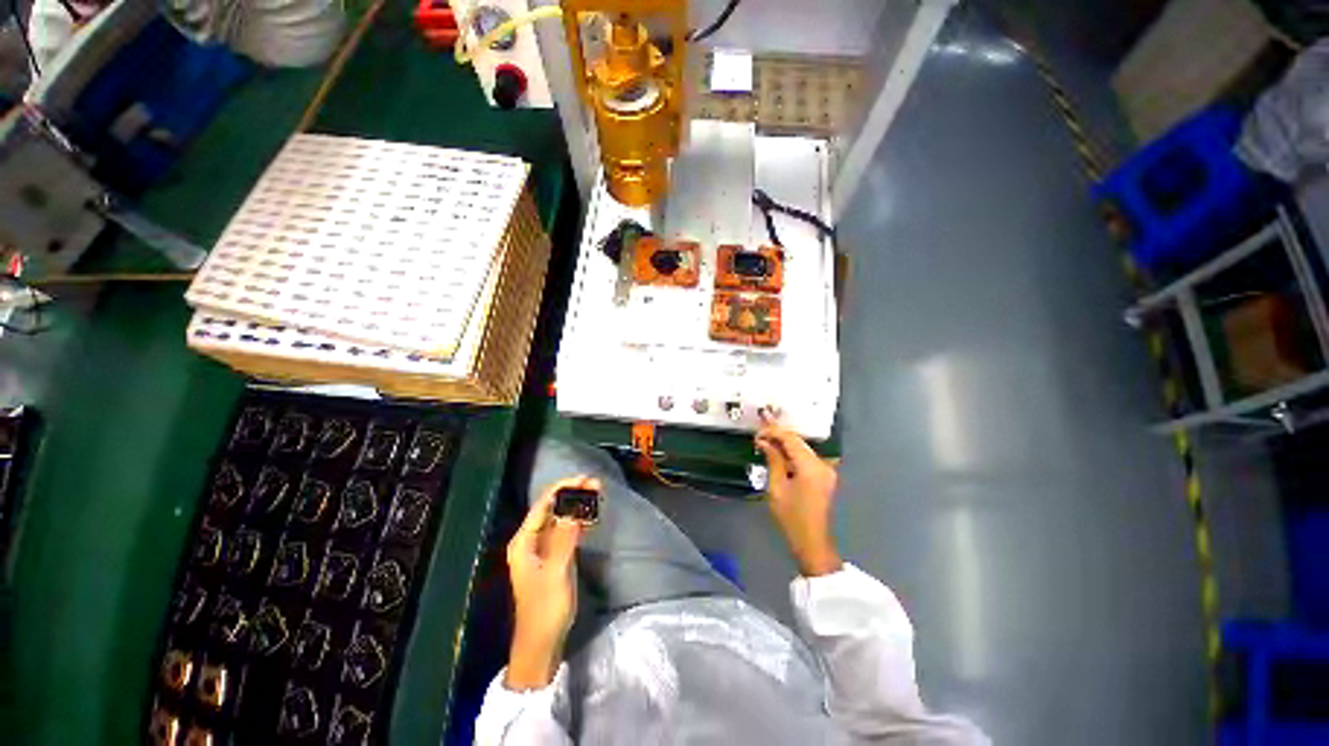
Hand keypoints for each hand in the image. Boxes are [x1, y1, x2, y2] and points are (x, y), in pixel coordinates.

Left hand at [504, 476, 596, 689]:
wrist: (542, 642)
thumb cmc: (545, 608)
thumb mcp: (557, 571)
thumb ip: (566, 537)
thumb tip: (575, 507)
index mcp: (524, 541)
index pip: (544, 504)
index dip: (563, 488)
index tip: (583, 479)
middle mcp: (531, 540)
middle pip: (553, 508)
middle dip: (573, 494)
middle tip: (595, 483)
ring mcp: (543, 549)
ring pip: (561, 518)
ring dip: (578, 505)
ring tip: (597, 492)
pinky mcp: (555, 557)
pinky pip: (567, 531)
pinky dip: (579, 521)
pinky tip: (591, 514)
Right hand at [754, 419, 841, 577]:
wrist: (811, 541)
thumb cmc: (791, 516)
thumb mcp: (776, 487)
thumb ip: (773, 460)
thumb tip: (764, 442)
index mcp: (811, 467)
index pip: (791, 439)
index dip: (773, 431)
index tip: (758, 431)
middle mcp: (822, 464)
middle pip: (798, 442)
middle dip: (779, 434)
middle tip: (760, 429)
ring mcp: (826, 470)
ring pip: (802, 448)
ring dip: (784, 443)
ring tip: (765, 438)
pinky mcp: (824, 476)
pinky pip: (806, 457)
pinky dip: (792, 453)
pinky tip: (778, 452)